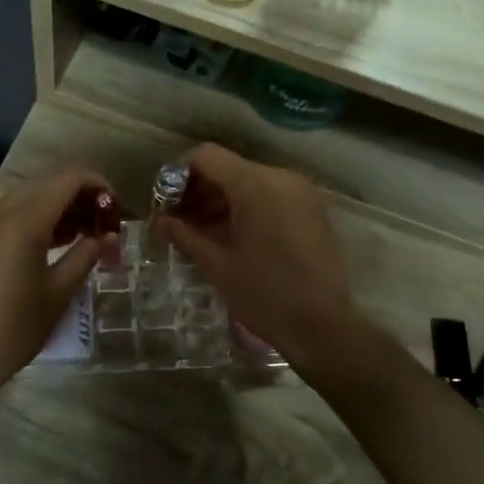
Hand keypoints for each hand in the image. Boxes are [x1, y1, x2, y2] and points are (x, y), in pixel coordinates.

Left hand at [0, 166, 117, 409]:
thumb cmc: (11, 331)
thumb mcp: (58, 294)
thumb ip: (85, 256)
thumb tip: (107, 236)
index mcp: (24, 220)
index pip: (69, 179)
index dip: (98, 185)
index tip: (116, 208)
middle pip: (48, 184)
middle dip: (79, 197)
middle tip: (102, 225)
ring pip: (26, 197)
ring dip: (56, 207)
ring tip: (81, 236)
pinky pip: (7, 214)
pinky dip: (33, 219)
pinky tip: (48, 245)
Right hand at [153, 144, 362, 371]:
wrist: (322, 326)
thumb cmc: (264, 295)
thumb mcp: (216, 265)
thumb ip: (185, 234)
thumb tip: (161, 221)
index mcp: (255, 185)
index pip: (207, 156)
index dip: (179, 175)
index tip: (166, 203)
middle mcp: (281, 177)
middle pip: (229, 168)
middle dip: (200, 191)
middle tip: (178, 222)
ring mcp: (301, 192)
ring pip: (250, 182)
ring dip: (222, 200)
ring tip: (201, 233)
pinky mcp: (312, 209)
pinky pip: (271, 195)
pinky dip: (247, 207)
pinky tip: (231, 236)